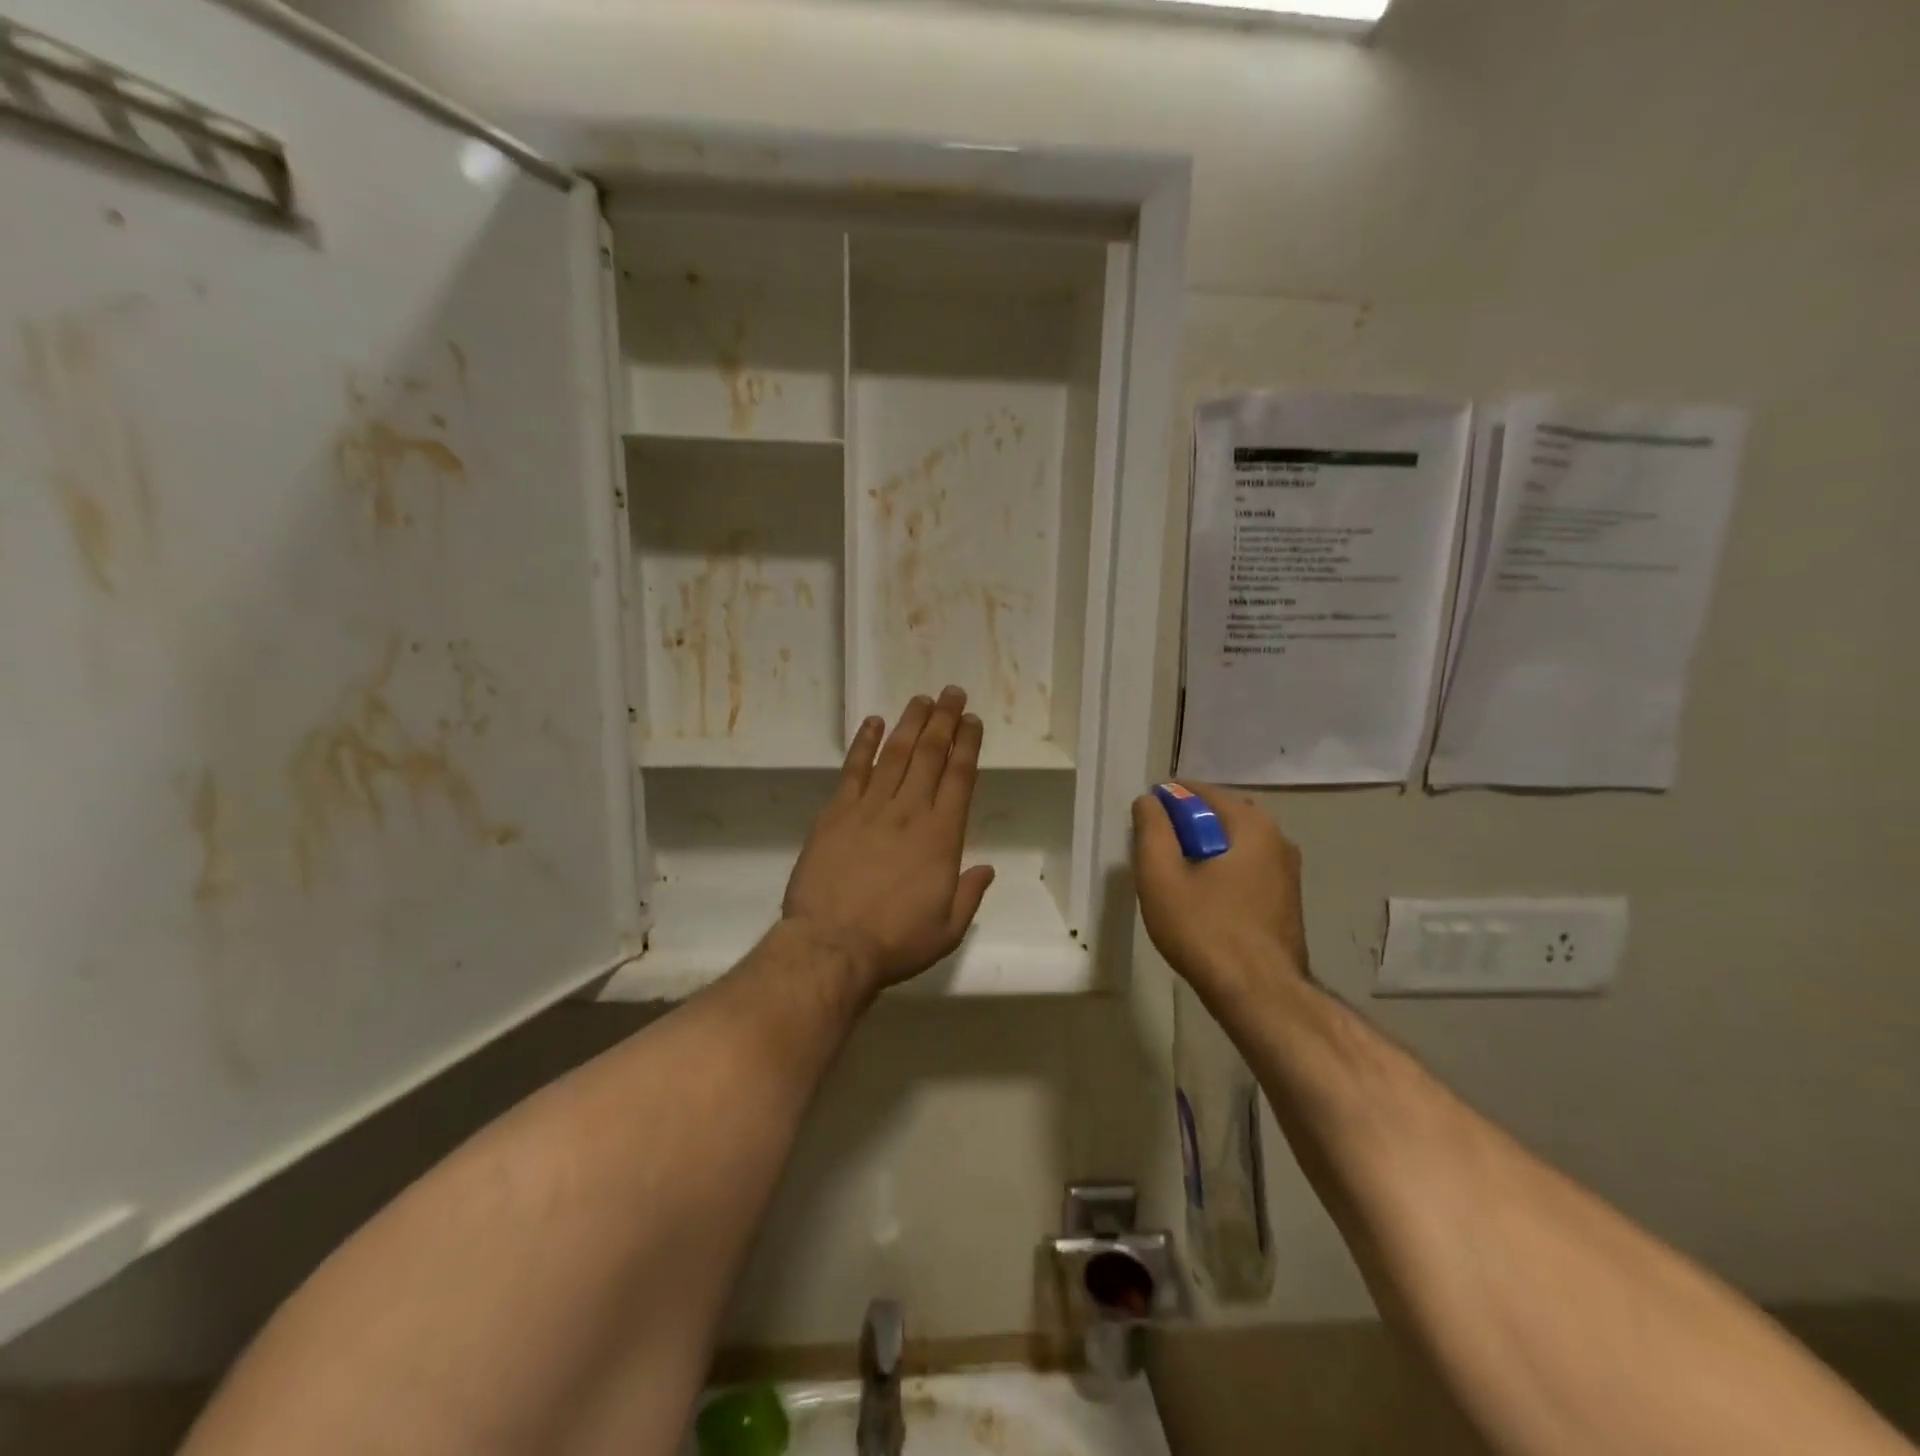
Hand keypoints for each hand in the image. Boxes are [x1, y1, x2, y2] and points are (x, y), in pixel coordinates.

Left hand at [784, 687, 995, 996]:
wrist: (832, 946)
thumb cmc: (895, 942)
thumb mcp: (948, 929)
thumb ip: (970, 894)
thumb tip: (985, 869)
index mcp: (942, 836)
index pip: (959, 778)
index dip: (968, 745)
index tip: (973, 721)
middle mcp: (909, 812)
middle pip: (930, 755)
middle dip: (944, 721)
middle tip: (953, 693)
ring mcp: (870, 808)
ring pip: (894, 754)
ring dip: (910, 723)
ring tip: (922, 699)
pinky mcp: (836, 813)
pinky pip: (853, 770)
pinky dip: (863, 743)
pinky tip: (873, 723)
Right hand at [1131, 783, 1307, 999]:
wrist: (1260, 995)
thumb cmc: (1205, 929)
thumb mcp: (1161, 875)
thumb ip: (1152, 828)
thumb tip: (1150, 801)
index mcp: (1251, 824)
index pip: (1200, 792)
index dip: (1165, 803)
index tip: (1143, 827)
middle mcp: (1277, 839)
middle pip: (1218, 817)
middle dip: (1184, 829)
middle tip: (1156, 857)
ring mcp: (1287, 872)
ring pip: (1232, 846)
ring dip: (1203, 854)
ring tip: (1175, 883)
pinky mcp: (1287, 902)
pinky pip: (1246, 870)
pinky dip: (1221, 874)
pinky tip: (1202, 904)